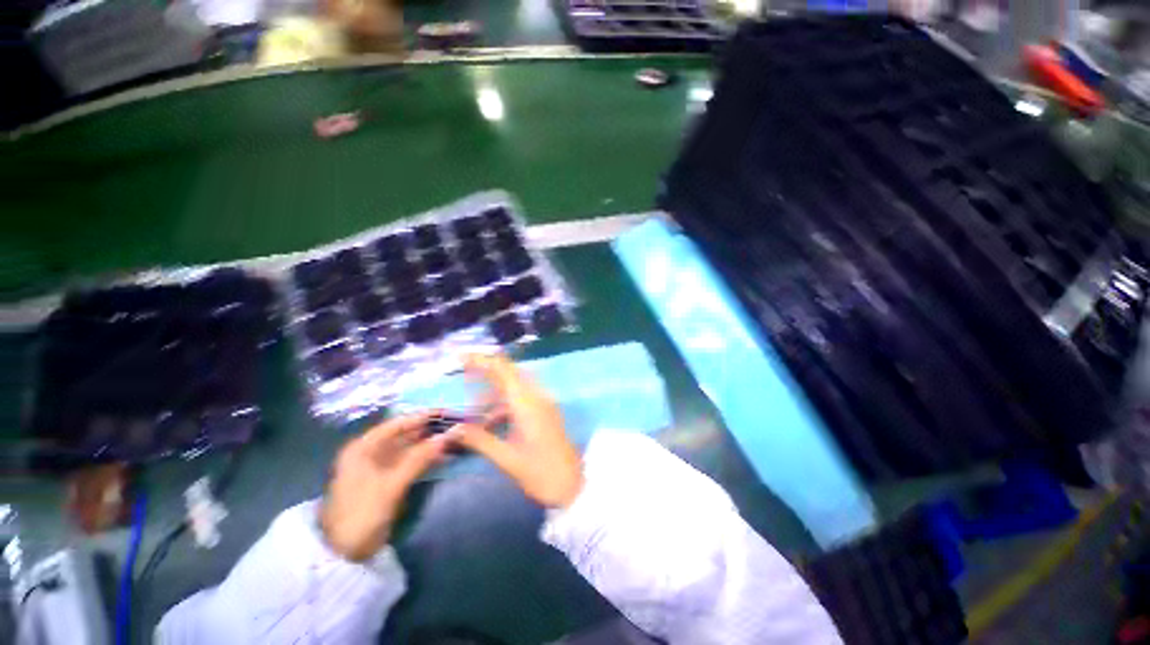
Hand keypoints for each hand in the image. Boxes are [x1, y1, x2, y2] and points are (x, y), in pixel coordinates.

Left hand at [321, 413, 446, 561]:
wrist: (342, 554)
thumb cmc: (361, 514)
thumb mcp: (391, 485)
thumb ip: (420, 458)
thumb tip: (449, 435)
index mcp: (364, 448)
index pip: (397, 423)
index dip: (422, 417)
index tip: (447, 413)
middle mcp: (371, 452)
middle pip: (404, 435)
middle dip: (429, 431)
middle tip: (456, 425)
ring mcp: (379, 467)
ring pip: (409, 449)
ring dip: (430, 445)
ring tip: (454, 439)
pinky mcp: (387, 480)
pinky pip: (410, 463)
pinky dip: (425, 459)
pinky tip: (443, 456)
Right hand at [451, 354, 583, 508]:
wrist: (573, 485)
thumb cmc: (540, 473)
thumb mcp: (507, 459)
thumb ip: (480, 441)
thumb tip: (455, 428)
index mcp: (527, 404)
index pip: (504, 371)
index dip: (484, 361)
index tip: (463, 357)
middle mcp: (537, 397)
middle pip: (511, 373)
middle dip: (487, 370)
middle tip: (464, 372)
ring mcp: (543, 403)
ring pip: (516, 386)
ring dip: (495, 389)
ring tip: (474, 403)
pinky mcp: (545, 412)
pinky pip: (523, 398)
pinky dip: (505, 402)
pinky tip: (492, 419)